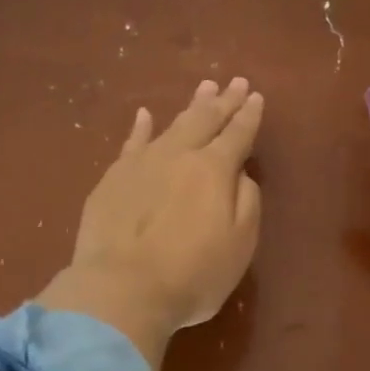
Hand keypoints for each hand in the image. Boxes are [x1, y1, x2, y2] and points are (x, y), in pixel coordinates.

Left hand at [37, 77, 264, 370]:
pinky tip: (144, 115)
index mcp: (215, 170)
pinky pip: (131, 142)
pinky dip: (141, 127)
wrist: (122, 289)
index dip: (249, 116)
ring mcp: (142, 163)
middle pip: (206, 121)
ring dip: (191, 106)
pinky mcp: (113, 178)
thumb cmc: (192, 274)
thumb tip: (240, 174)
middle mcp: (179, 156)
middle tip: (235, 81)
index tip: (256, 96)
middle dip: (224, 101)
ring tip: (204, 88)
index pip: (237, 134)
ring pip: (172, 124)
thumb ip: (246, 201)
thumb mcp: (240, 244)